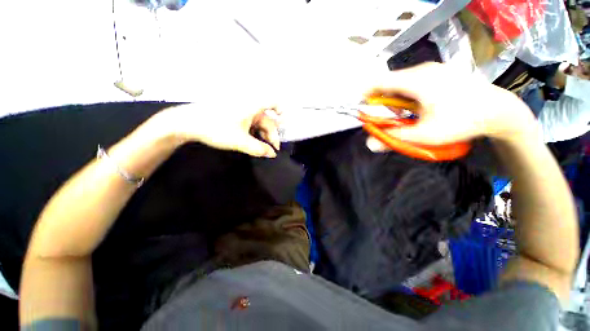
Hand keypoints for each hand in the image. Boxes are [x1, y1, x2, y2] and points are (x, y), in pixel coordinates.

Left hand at [150, 102, 280, 157]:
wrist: (187, 122)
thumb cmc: (216, 128)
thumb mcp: (240, 141)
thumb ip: (258, 149)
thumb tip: (272, 154)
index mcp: (252, 106)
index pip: (273, 102)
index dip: (281, 111)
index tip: (283, 124)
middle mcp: (249, 105)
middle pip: (267, 120)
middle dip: (271, 135)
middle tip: (271, 150)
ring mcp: (241, 110)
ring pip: (258, 123)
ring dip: (262, 135)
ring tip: (262, 148)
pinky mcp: (234, 114)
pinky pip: (249, 123)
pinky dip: (254, 132)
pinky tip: (252, 141)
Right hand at [365, 62, 537, 150]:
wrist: (498, 110)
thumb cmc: (461, 121)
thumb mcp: (424, 135)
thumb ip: (393, 138)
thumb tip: (370, 143)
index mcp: (417, 81)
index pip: (380, 81)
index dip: (367, 95)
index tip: (363, 109)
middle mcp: (422, 70)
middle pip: (389, 83)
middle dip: (383, 101)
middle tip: (389, 118)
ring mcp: (432, 69)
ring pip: (400, 83)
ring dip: (395, 99)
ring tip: (406, 114)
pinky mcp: (439, 73)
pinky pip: (412, 82)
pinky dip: (407, 96)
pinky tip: (418, 106)